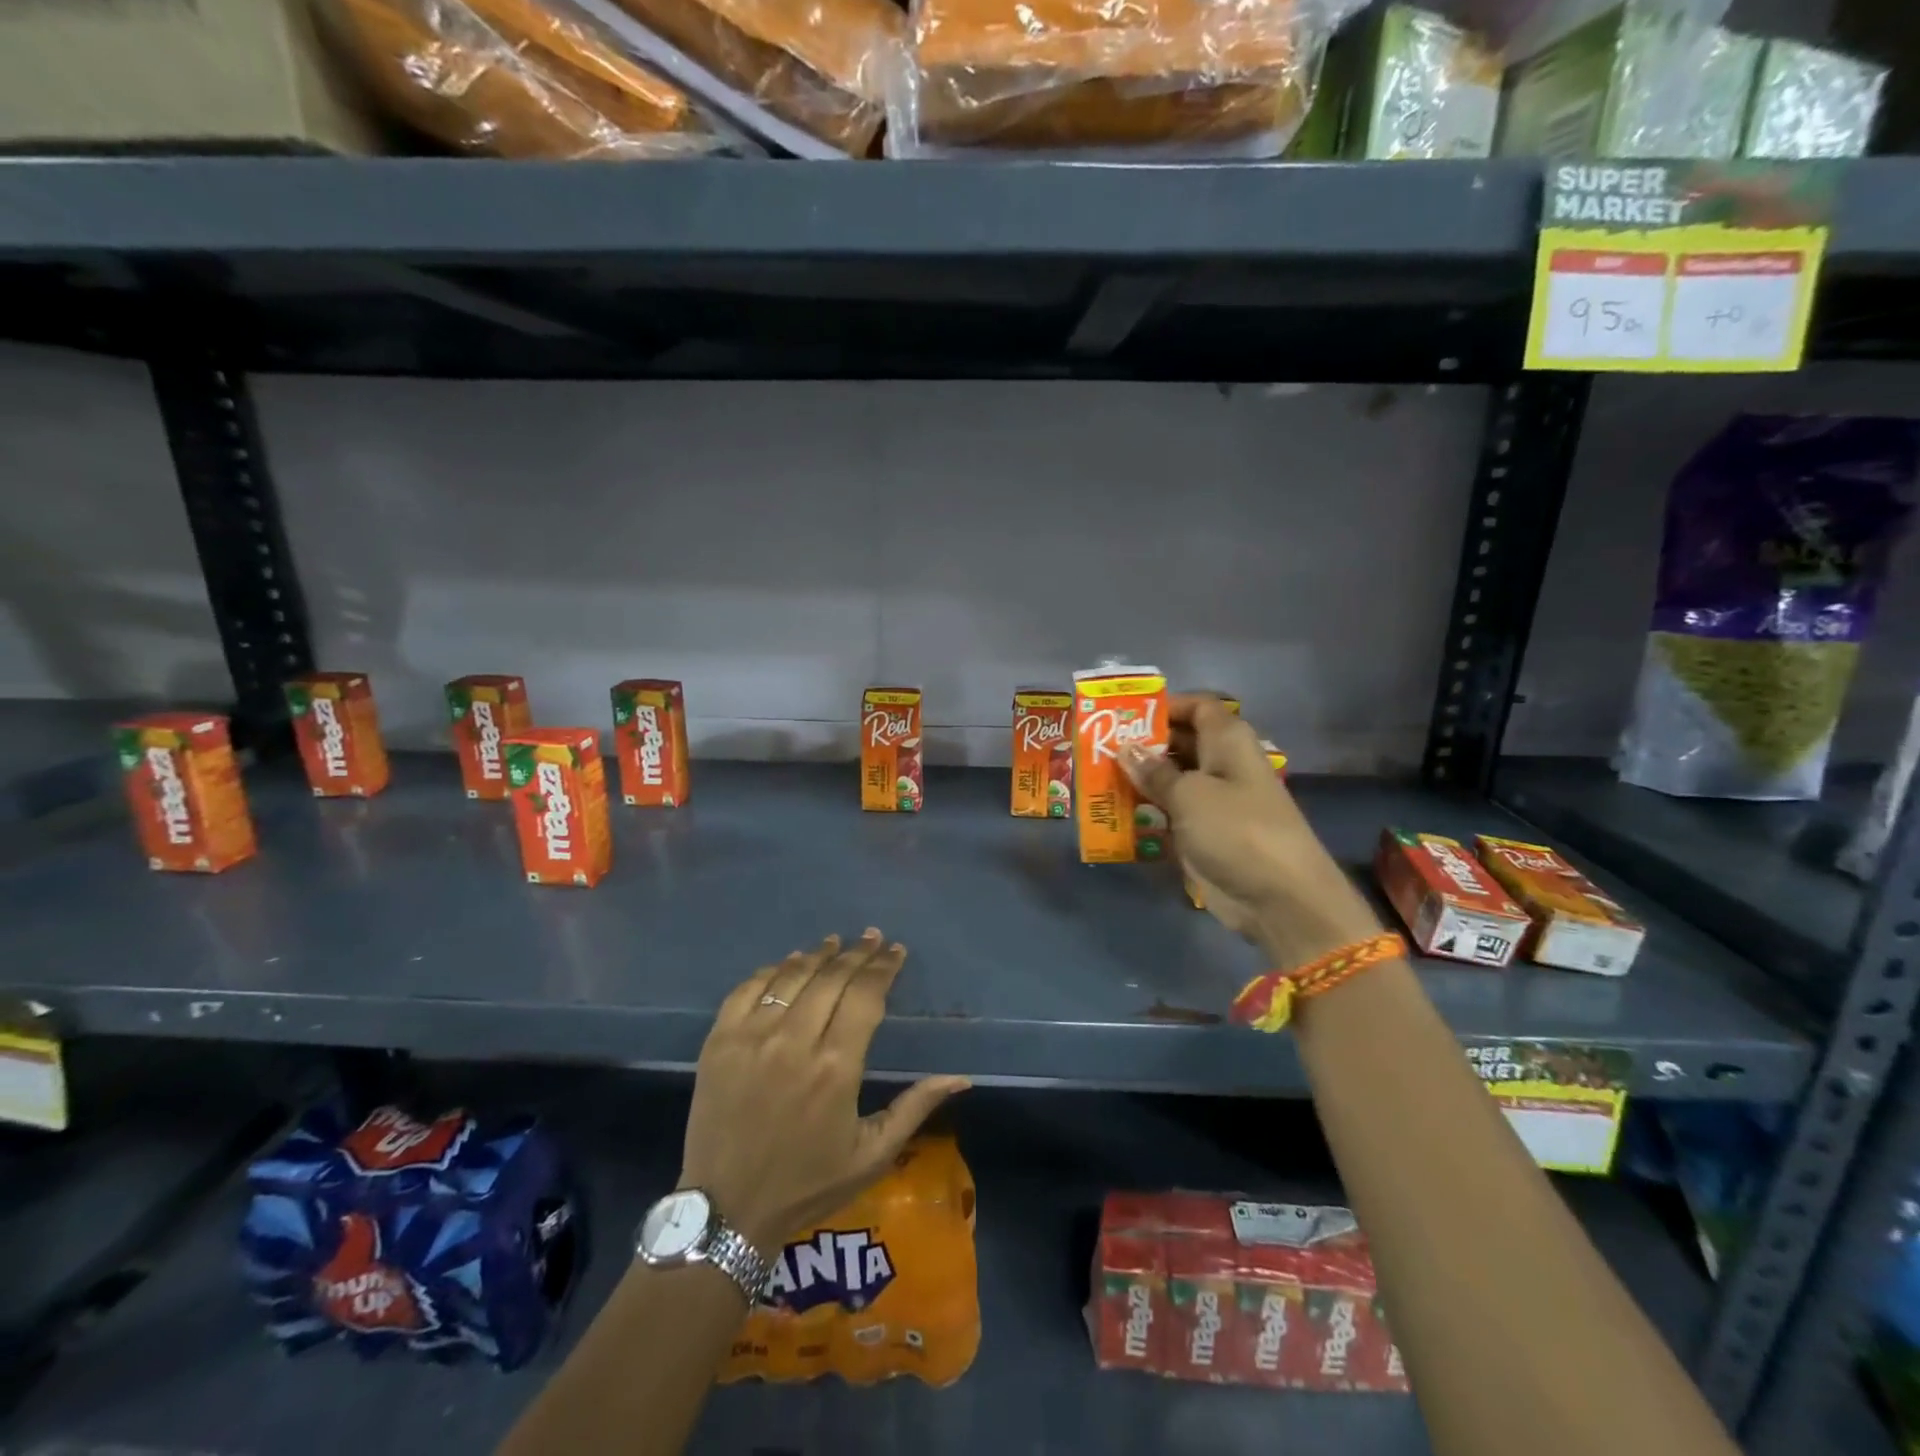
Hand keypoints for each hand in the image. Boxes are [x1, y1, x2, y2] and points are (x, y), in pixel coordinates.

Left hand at [679, 929, 969, 1254]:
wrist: (726, 1212)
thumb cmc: (807, 1184)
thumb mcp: (872, 1154)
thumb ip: (916, 1107)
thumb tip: (961, 1077)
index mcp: (836, 1068)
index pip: (865, 996)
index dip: (883, 968)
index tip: (896, 950)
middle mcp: (794, 1042)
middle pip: (832, 978)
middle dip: (857, 953)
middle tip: (872, 938)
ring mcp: (751, 1038)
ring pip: (792, 976)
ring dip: (818, 954)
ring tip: (836, 942)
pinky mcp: (719, 1042)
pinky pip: (748, 989)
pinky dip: (772, 970)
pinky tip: (789, 963)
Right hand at [1121, 696, 1380, 965]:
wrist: (1279, 898)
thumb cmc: (1236, 830)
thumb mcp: (1189, 794)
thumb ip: (1154, 771)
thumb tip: (1125, 749)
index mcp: (1228, 742)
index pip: (1198, 707)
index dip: (1166, 706)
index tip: (1125, 715)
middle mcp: (1222, 765)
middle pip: (1180, 743)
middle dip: (1143, 744)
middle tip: (1098, 747)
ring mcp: (1214, 802)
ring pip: (1171, 780)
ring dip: (1139, 780)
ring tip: (1097, 778)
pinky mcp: (1205, 834)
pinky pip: (1170, 813)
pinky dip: (1146, 811)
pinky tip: (1113, 813)